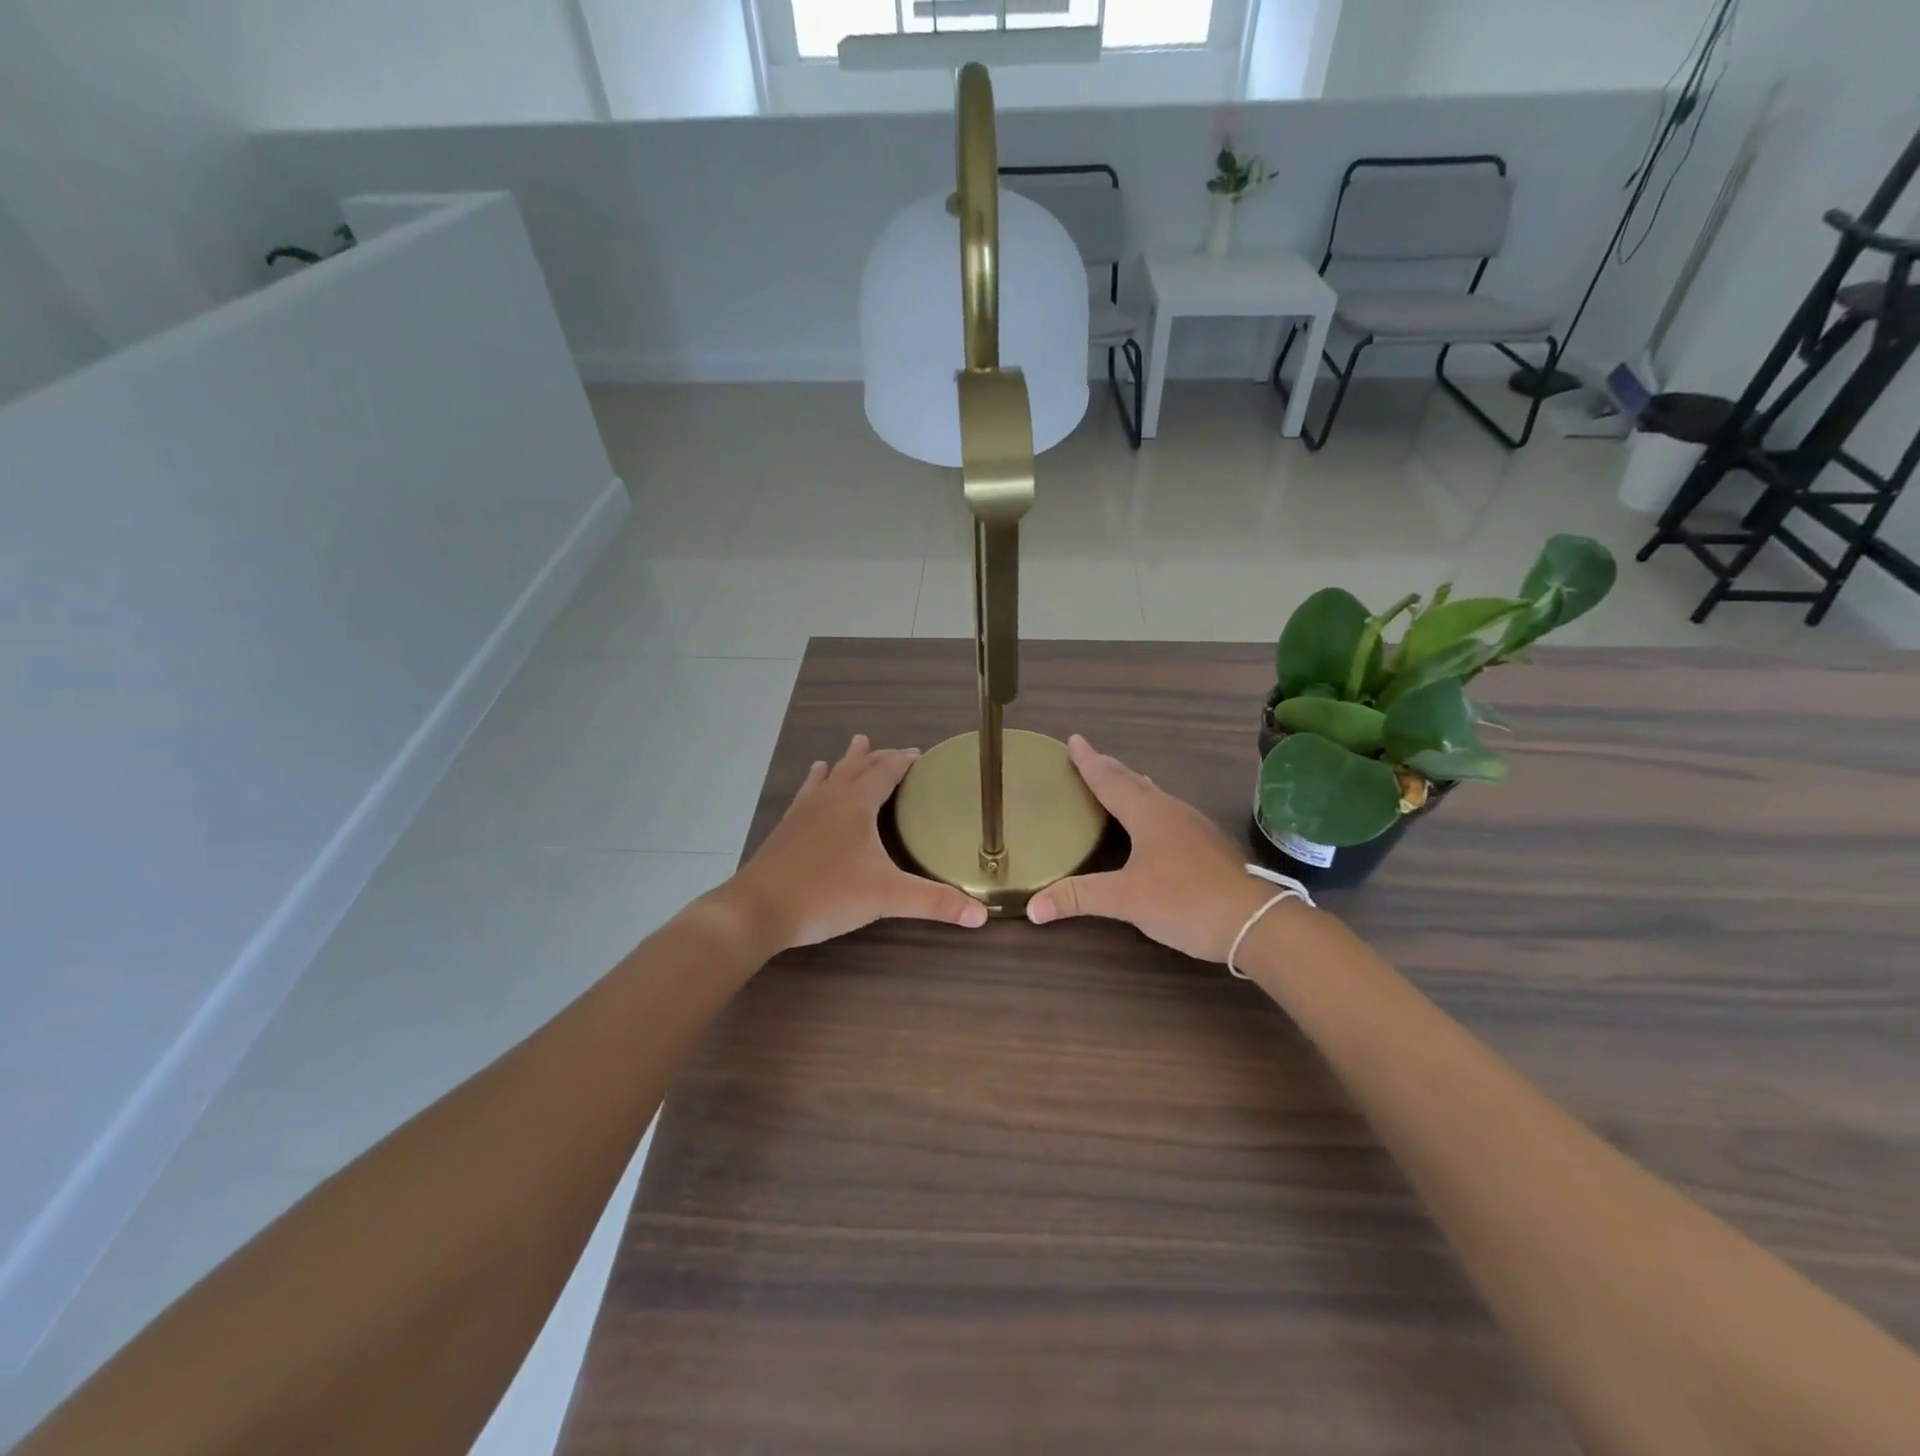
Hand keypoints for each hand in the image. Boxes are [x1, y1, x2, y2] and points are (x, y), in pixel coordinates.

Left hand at [723, 735, 988, 951]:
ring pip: (831, 774)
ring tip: (857, 743)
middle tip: (898, 752)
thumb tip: (982, 915)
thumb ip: (934, 902)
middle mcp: (830, 798)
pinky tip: (814, 779)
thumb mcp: (886, 897)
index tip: (922, 756)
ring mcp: (804, 810)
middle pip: (859, 766)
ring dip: (848, 761)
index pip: (886, 770)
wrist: (758, 909)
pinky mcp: (787, 828)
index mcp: (856, 803)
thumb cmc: (826, 894)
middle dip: (881, 757)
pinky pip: (808, 792)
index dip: (905, 761)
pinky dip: (817, 780)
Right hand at [1027, 735, 1279, 961]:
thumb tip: (1032, 907)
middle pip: (1133, 781)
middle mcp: (1171, 811)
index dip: (1089, 762)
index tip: (1073, 740)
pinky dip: (1151, 806)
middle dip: (1109, 768)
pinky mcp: (1209, 845)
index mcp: (1148, 814)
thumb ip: (1078, 899)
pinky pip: (1170, 813)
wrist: (1255, 921)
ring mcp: (1195, 827)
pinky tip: (1155, 821)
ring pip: (1155, 796)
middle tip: (1089, 756)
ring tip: (1119, 781)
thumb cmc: (1185, 901)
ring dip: (1133, 785)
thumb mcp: (1125, 900)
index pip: (1109, 781)